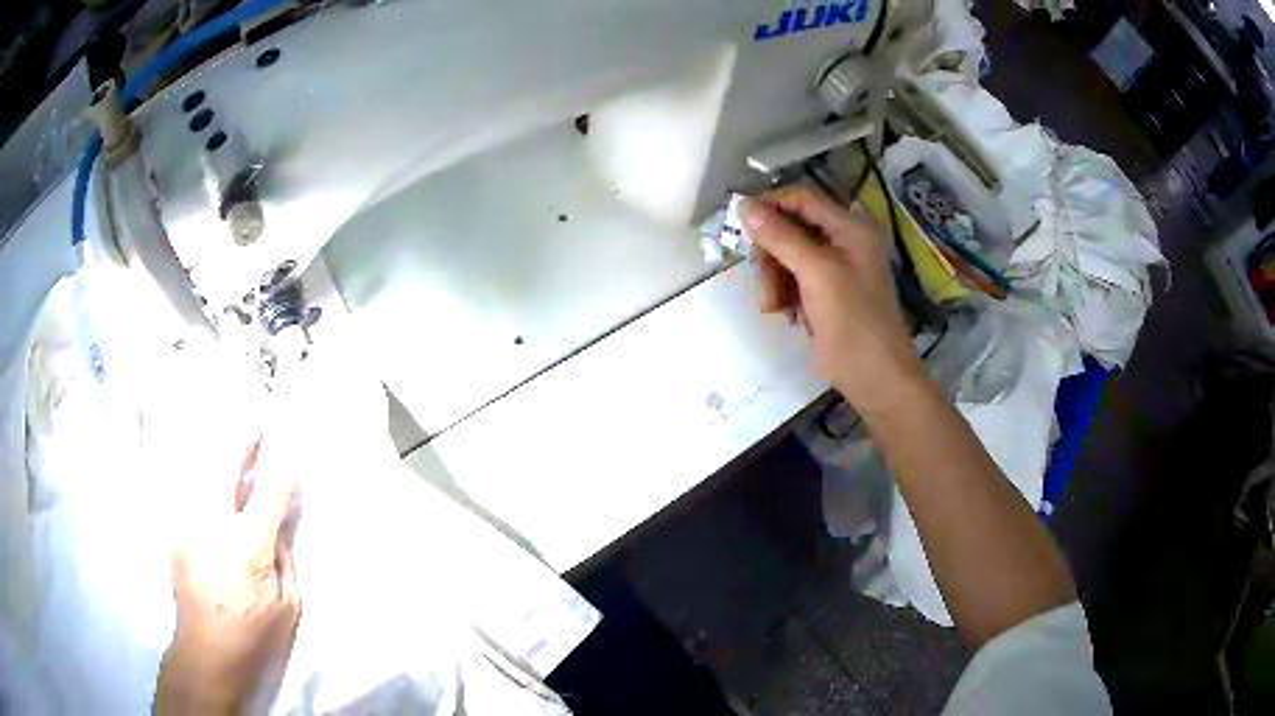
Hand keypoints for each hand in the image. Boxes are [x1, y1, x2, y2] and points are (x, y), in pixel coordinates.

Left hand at [156, 438, 301, 714]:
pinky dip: (204, 473)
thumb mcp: (288, 603)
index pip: (271, 490)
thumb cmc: (254, 634)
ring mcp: (187, 522)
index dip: (288, 458)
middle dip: (244, 436)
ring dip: (222, 450)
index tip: (301, 431)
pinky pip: (189, 485)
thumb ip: (286, 553)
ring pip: (201, 465)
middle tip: (259, 423)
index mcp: (247, 547)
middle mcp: (211, 523)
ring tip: (237, 446)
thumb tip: (282, 517)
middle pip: (225, 461)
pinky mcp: (175, 527)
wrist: (206, 651)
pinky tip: (214, 478)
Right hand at [740, 185, 925, 416]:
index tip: (740, 224)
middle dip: (771, 253)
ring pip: (786, 256)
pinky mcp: (825, 293)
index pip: (802, 199)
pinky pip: (792, 280)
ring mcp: (835, 268)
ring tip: (775, 307)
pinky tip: (787, 314)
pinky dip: (783, 294)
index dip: (770, 205)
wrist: (875, 379)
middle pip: (790, 228)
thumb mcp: (816, 273)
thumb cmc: (853, 323)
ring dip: (774, 279)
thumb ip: (780, 236)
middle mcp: (843, 241)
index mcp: (851, 227)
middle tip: (763, 278)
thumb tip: (743, 205)